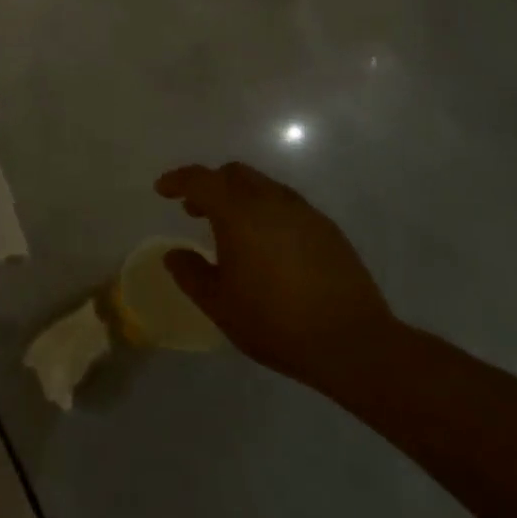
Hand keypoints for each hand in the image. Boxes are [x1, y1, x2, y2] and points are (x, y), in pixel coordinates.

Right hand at [156, 162, 398, 393]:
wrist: (354, 344)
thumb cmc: (276, 322)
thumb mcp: (219, 304)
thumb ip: (190, 273)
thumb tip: (174, 255)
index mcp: (239, 212)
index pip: (200, 179)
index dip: (177, 180)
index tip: (163, 190)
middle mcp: (271, 201)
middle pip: (233, 174)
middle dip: (210, 185)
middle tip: (196, 211)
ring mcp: (304, 212)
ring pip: (263, 186)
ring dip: (240, 197)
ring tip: (232, 230)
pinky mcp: (328, 229)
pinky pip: (287, 205)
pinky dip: (267, 212)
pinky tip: (268, 245)